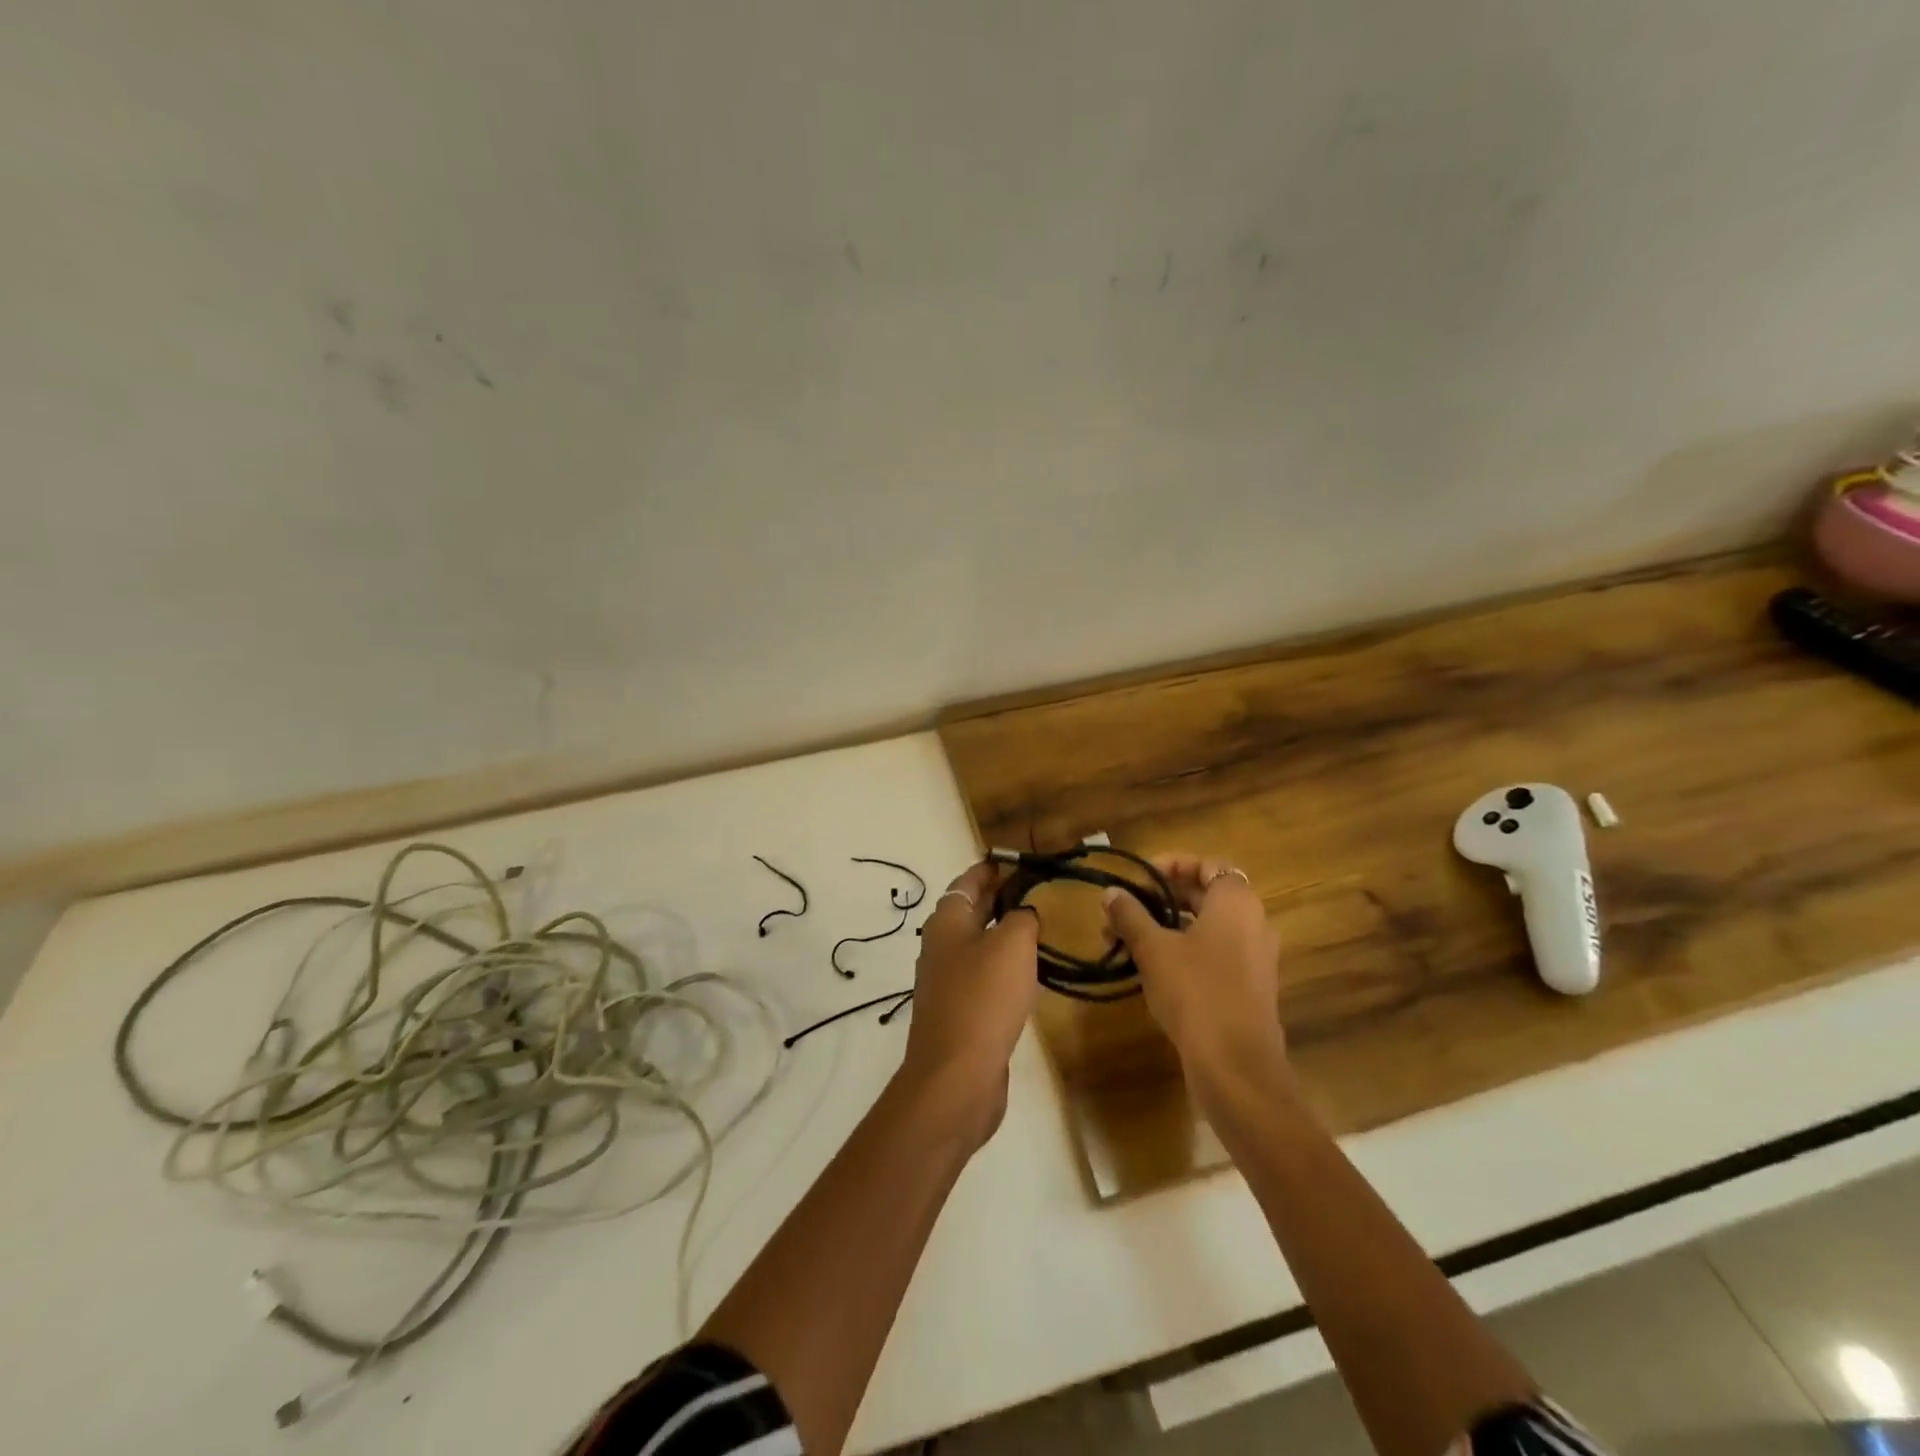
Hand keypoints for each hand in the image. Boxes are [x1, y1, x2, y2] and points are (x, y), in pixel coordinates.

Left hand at [896, 860, 1039, 1147]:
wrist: (956, 1076)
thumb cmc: (984, 997)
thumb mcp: (1012, 944)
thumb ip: (1022, 918)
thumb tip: (1024, 914)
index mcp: (947, 920)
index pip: (970, 880)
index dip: (993, 868)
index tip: (1020, 859)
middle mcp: (942, 945)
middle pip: (972, 910)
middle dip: (1002, 897)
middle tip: (1039, 889)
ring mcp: (948, 980)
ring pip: (979, 943)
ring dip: (1005, 932)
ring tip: (1041, 926)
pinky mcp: (960, 1011)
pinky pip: (984, 975)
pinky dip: (1005, 965)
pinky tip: (1029, 972)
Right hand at [1103, 854, 1285, 1082]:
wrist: (1236, 1066)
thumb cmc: (1195, 991)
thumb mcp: (1153, 949)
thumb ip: (1131, 915)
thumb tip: (1111, 892)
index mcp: (1236, 902)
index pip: (1207, 865)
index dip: (1172, 865)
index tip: (1139, 878)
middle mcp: (1254, 923)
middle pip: (1205, 895)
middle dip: (1161, 899)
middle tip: (1124, 909)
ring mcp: (1255, 958)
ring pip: (1206, 928)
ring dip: (1166, 927)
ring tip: (1124, 941)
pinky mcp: (1249, 988)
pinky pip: (1214, 954)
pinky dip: (1183, 951)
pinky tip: (1149, 969)